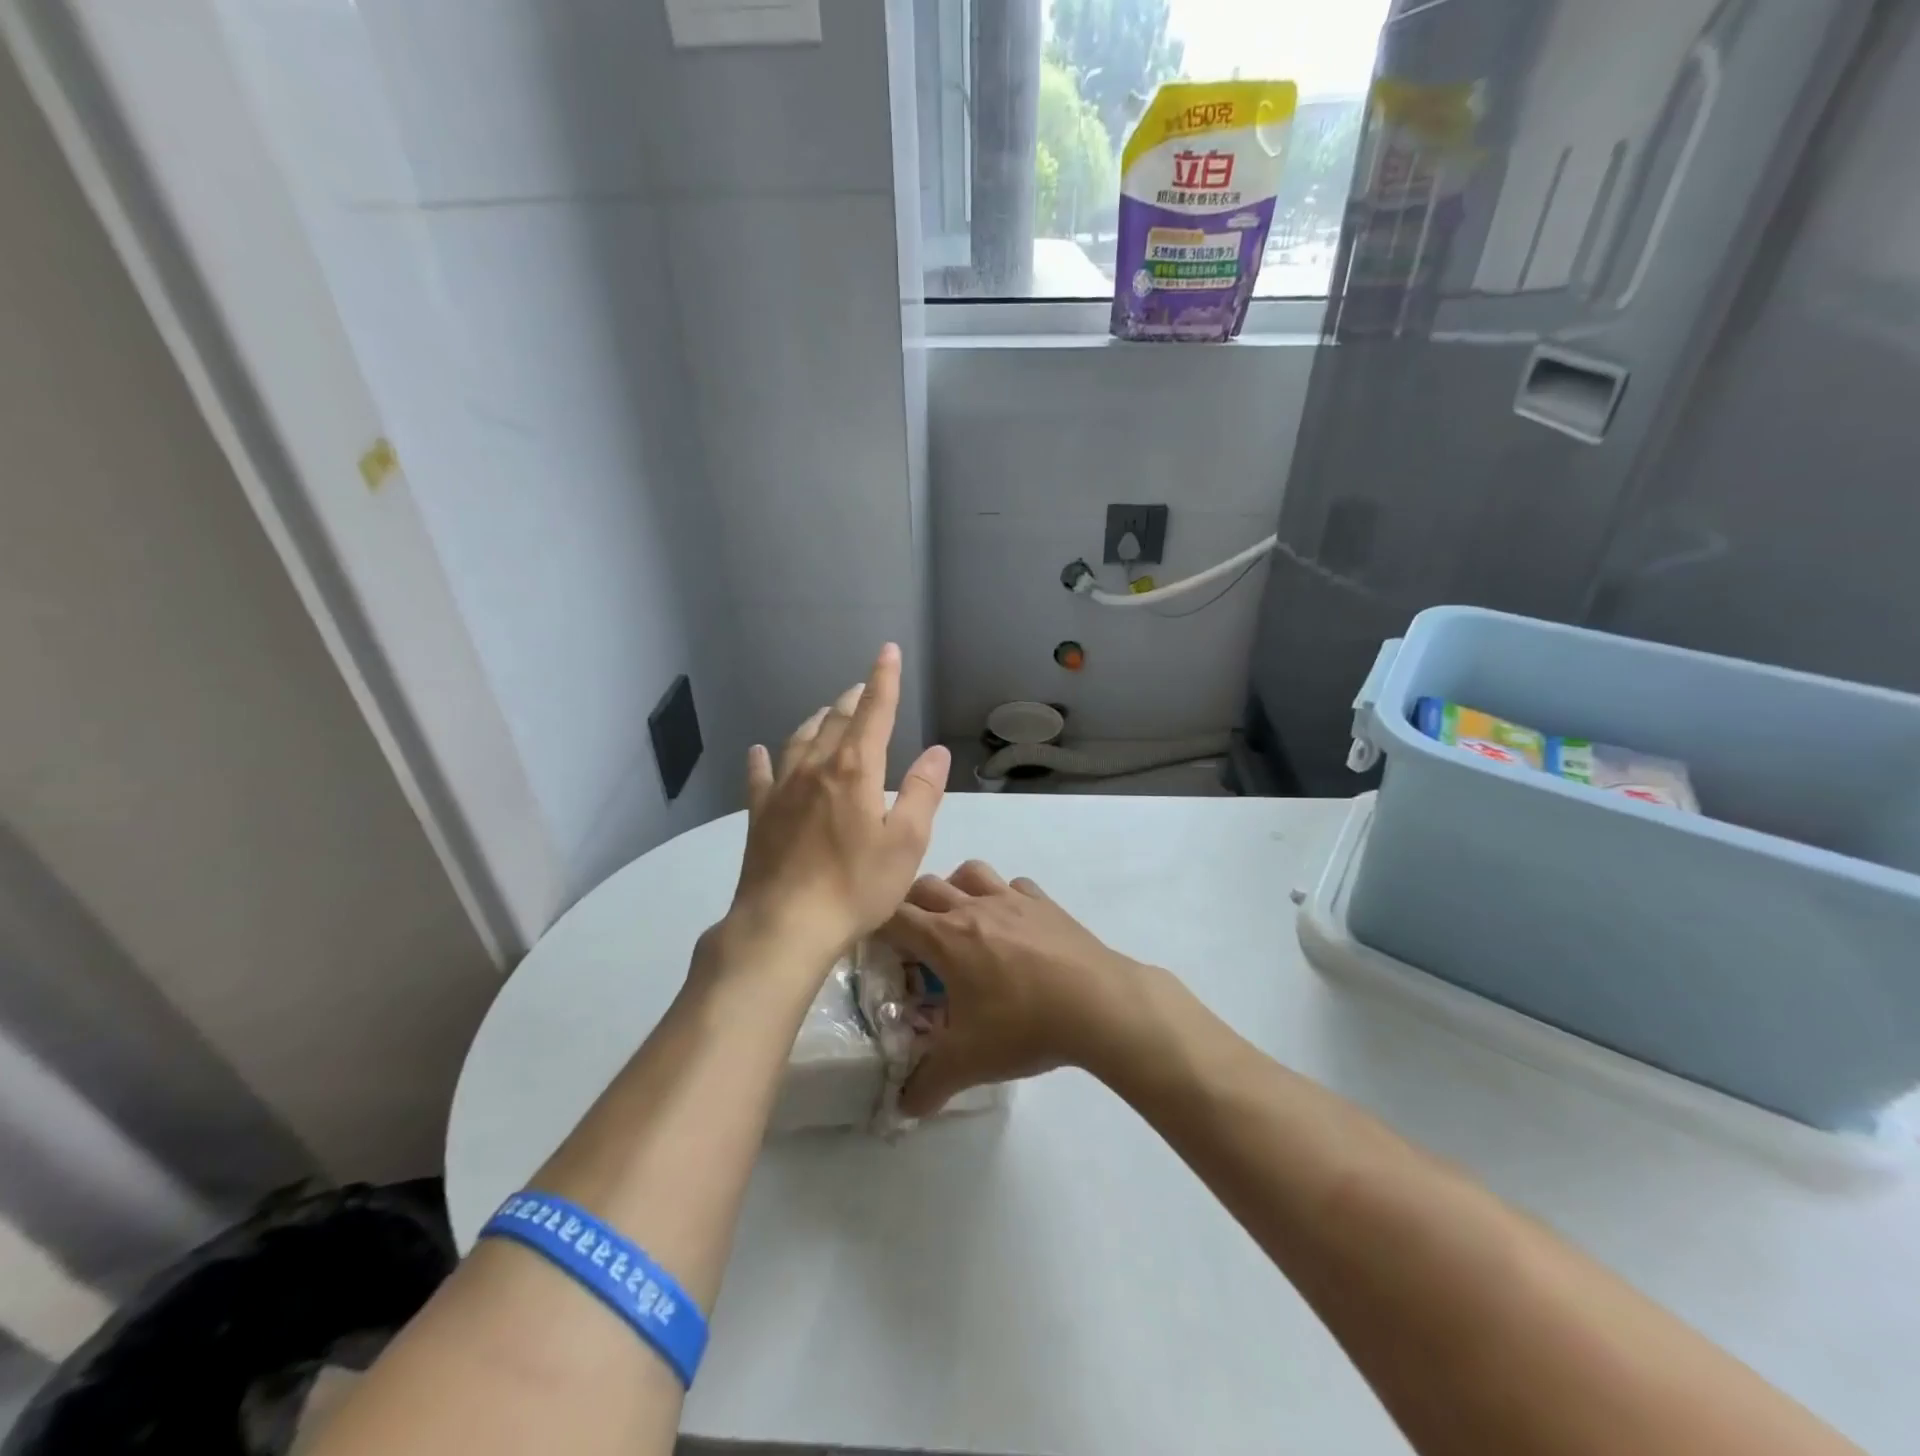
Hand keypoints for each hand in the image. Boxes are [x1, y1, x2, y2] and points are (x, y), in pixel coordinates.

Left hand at [725, 643, 949, 970]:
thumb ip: (921, 792)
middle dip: (853, 699)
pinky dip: (763, 759)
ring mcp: (782, 790)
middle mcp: (816, 768)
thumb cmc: (856, 886)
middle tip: (862, 687)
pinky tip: (759, 751)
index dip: (884, 680)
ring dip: (816, 721)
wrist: (785, 925)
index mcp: (856, 770)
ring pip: (800, 740)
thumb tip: (936, 752)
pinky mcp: (759, 815)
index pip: (874, 712)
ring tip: (825, 712)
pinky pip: (760, 776)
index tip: (887, 651)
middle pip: (836, 721)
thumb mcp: (906, 843)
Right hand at [877, 860, 1144, 1115]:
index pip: (894, 916)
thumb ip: (929, 1086)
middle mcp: (973, 908)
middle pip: (926, 886)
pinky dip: (1004, 896)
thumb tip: (903, 1110)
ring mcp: (1012, 899)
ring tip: (960, 920)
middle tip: (914, 940)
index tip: (874, 945)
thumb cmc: (1024, 1026)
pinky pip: (1014, 885)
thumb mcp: (969, 1063)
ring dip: (956, 888)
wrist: (1098, 1004)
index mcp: (945, 938)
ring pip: (971, 872)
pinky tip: (1011, 924)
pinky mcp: (1044, 903)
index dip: (876, 926)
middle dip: (911, 906)